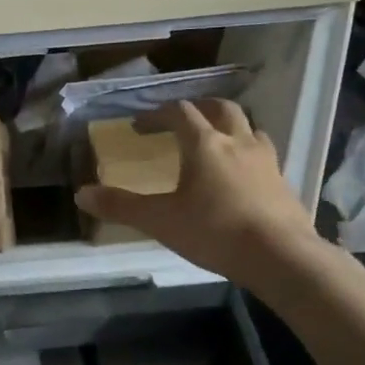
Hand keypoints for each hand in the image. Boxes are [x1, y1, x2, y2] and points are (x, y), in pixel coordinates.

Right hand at [74, 99, 321, 287]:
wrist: (280, 256)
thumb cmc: (214, 232)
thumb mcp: (160, 221)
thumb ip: (121, 206)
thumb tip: (81, 195)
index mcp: (204, 144)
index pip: (179, 113)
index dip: (157, 114)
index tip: (140, 126)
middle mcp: (237, 142)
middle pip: (221, 108)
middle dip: (199, 108)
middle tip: (182, 119)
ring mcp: (266, 160)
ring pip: (250, 127)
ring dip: (230, 126)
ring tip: (218, 140)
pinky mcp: (283, 181)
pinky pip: (265, 154)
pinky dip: (249, 152)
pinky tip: (243, 174)